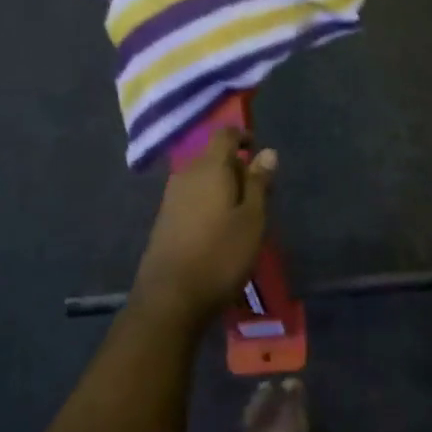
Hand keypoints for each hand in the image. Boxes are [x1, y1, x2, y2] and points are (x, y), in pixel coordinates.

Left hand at [133, 129, 276, 324]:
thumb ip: (258, 183)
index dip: (243, 137)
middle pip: (213, 156)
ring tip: (242, 214)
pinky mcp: (165, 220)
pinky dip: (208, 203)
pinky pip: (192, 197)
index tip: (259, 152)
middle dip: (236, 167)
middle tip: (259, 193)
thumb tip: (267, 151)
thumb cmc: (221, 254)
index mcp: (210, 168)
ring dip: (222, 187)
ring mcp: (171, 197)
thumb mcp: (252, 219)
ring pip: (202, 179)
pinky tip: (219, 228)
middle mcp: (187, 175)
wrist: (170, 297)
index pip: (225, 135)